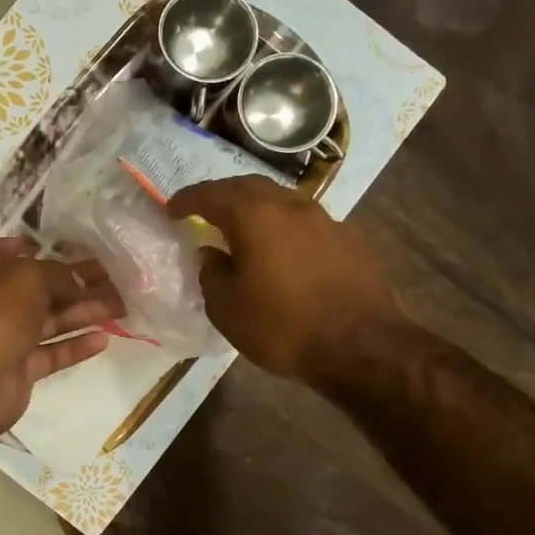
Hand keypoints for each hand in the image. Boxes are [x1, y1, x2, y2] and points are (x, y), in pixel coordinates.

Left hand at [0, 238, 123, 442]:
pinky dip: (76, 345)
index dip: (35, 246)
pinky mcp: (21, 367)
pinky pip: (53, 352)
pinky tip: (104, 338)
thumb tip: (82, 279)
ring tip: (121, 305)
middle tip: (114, 277)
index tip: (69, 246)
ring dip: (84, 311)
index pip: (7, 251)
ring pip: (52, 320)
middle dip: (76, 281)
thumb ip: (59, 274)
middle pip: (41, 287)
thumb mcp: (28, 277)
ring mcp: (8, 336)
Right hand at [167, 177, 396, 387]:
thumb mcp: (228, 310)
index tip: (171, 210)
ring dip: (256, 210)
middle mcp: (290, 206)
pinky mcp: (349, 240)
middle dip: (222, 196)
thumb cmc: (284, 327)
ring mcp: (325, 220)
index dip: (187, 200)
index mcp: (254, 216)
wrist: (364, 347)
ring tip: (242, 230)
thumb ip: (212, 275)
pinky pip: (305, 223)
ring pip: (281, 201)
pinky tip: (281, 252)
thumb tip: (211, 254)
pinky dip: (283, 229)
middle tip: (204, 212)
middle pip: (249, 187)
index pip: (211, 195)